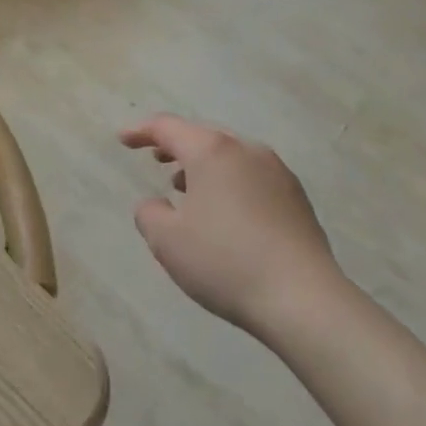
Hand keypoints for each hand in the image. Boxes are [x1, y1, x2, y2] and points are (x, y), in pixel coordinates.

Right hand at [120, 115, 342, 335]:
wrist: (302, 297)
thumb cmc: (225, 262)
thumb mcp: (168, 242)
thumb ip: (150, 214)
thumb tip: (156, 204)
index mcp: (212, 151)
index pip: (168, 128)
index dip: (141, 131)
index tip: (123, 139)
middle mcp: (246, 150)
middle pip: (203, 136)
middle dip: (176, 145)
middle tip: (155, 157)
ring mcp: (277, 171)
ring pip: (230, 156)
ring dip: (204, 165)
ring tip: (186, 187)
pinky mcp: (296, 196)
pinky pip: (252, 176)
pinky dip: (229, 181)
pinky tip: (225, 211)